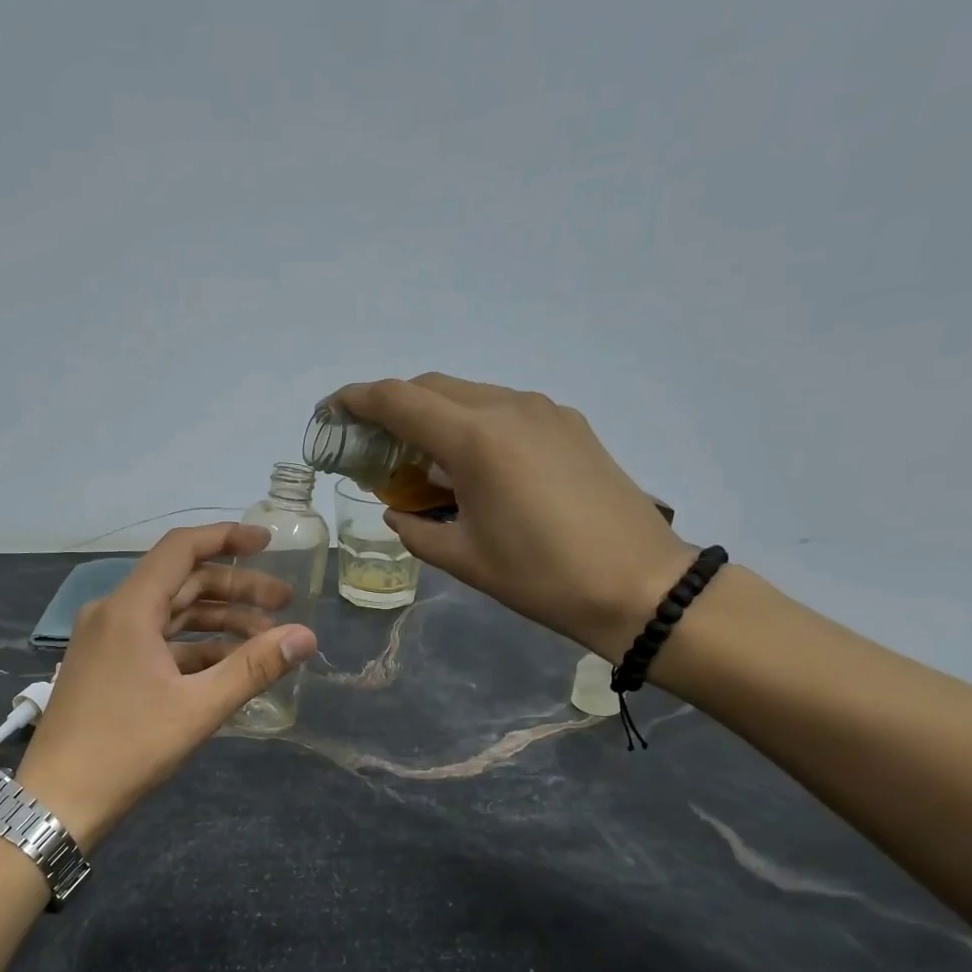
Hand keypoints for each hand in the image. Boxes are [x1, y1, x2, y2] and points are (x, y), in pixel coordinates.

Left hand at [15, 524, 316, 848]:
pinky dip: (194, 647)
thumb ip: (254, 667)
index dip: (227, 538)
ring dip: (218, 622)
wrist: (57, 801)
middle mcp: (113, 613)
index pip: (181, 549)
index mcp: (130, 609)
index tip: (268, 543)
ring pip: (171, 614)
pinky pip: (157, 641)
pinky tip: (228, 666)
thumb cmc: (127, 748)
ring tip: (266, 639)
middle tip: (284, 604)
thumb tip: (306, 636)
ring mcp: (106, 641)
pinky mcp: (106, 666)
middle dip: (236, 589)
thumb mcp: (198, 708)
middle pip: (182, 582)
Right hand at [330, 373, 693, 659]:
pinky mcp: (569, 424)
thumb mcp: (464, 559)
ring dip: (435, 416)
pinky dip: (473, 425)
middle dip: (394, 407)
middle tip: (373, 444)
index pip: (399, 400)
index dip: (357, 400)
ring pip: (470, 395)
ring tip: (422, 459)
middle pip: (433, 387)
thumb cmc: (542, 578)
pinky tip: (473, 465)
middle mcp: (508, 408)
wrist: (639, 585)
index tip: (332, 411)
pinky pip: (504, 410)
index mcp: (476, 440)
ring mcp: (544, 411)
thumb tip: (397, 511)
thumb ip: (416, 529)